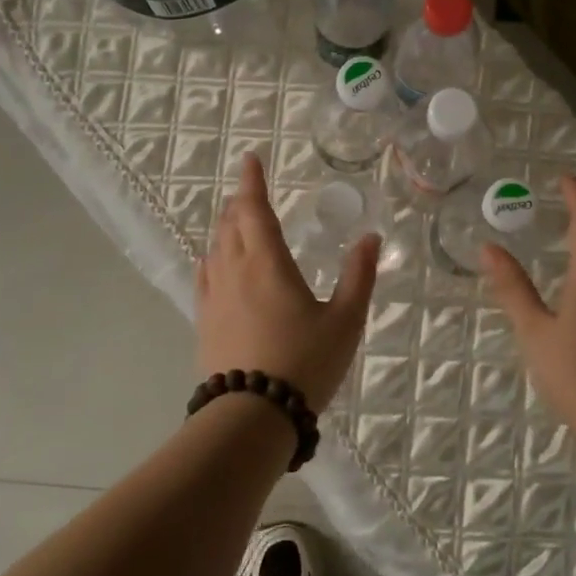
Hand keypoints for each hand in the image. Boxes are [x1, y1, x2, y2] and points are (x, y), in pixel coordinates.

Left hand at [195, 152, 379, 410]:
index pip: (255, 209)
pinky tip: (215, 262)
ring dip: (226, 226)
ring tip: (237, 220)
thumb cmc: (304, 362)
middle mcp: (235, 271)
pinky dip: (213, 256)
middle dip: (240, 201)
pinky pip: (205, 275)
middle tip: (250, 190)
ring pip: (216, 247)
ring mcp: (215, 297)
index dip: (252, 181)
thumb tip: (371, 237)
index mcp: (267, 263)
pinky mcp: (205, 321)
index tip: (250, 159)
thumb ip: (359, 276)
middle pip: (230, 224)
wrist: (251, 416)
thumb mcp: (345, 320)